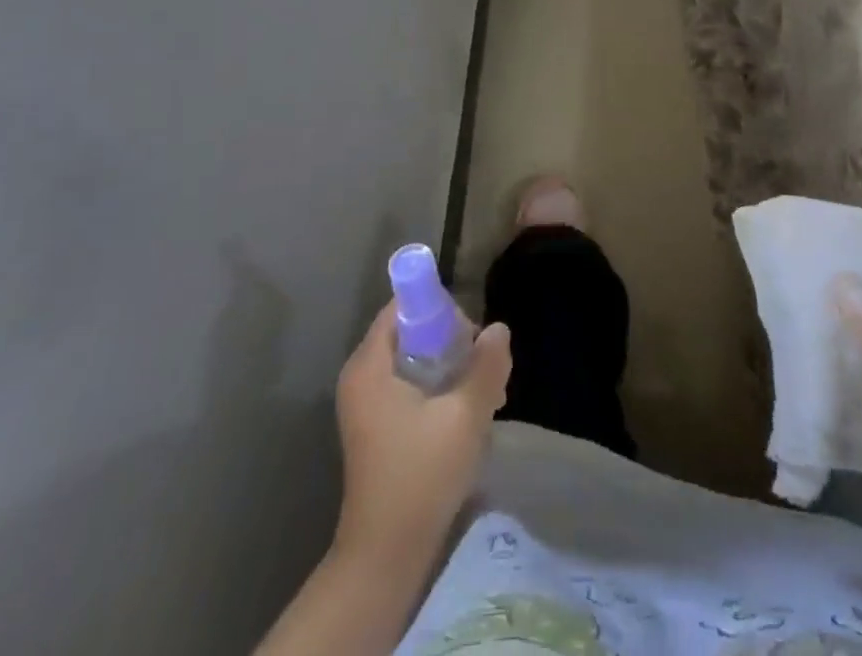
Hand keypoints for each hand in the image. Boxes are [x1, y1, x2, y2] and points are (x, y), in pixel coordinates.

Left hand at [333, 302, 511, 564]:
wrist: (386, 556)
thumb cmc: (421, 476)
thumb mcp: (465, 415)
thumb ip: (486, 365)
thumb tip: (499, 328)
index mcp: (369, 365)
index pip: (404, 306)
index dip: (441, 310)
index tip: (472, 335)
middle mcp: (361, 376)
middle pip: (412, 332)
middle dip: (453, 343)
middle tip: (485, 368)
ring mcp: (366, 403)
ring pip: (416, 361)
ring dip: (452, 369)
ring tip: (485, 395)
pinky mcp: (377, 426)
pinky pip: (411, 386)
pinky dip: (439, 390)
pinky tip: (468, 416)